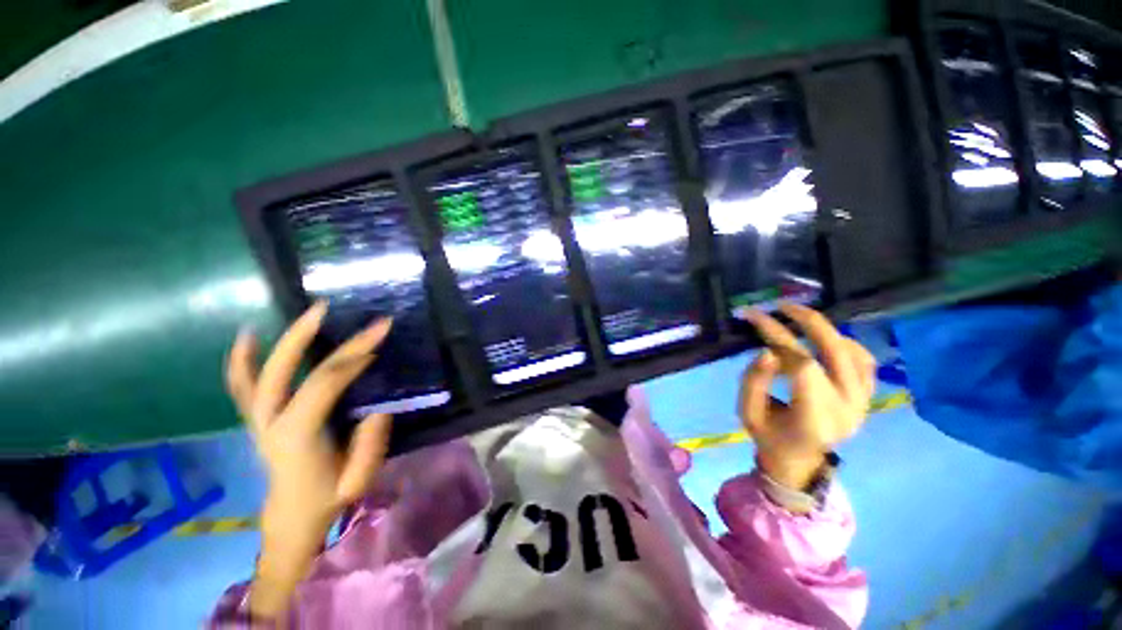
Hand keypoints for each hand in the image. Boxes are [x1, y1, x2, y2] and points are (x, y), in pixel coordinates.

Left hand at [225, 301, 393, 617]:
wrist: (291, 520)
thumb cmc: (327, 500)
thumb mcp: (357, 480)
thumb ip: (369, 444)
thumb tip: (377, 410)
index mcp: (295, 437)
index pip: (322, 384)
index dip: (350, 359)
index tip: (377, 340)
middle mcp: (269, 423)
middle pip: (285, 370)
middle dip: (308, 336)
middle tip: (331, 309)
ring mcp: (258, 420)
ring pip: (258, 374)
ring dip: (280, 340)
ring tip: (305, 313)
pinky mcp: (257, 420)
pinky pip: (242, 386)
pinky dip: (242, 360)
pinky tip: (249, 336)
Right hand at [739, 303, 875, 490]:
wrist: (799, 460)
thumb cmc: (769, 435)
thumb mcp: (748, 412)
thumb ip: (754, 381)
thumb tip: (768, 350)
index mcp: (814, 418)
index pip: (803, 367)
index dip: (778, 337)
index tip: (754, 319)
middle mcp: (847, 408)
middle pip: (835, 352)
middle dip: (807, 322)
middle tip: (781, 305)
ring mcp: (863, 402)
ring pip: (853, 352)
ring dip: (825, 329)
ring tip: (798, 317)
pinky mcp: (867, 396)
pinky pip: (865, 360)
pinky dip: (846, 342)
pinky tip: (825, 337)